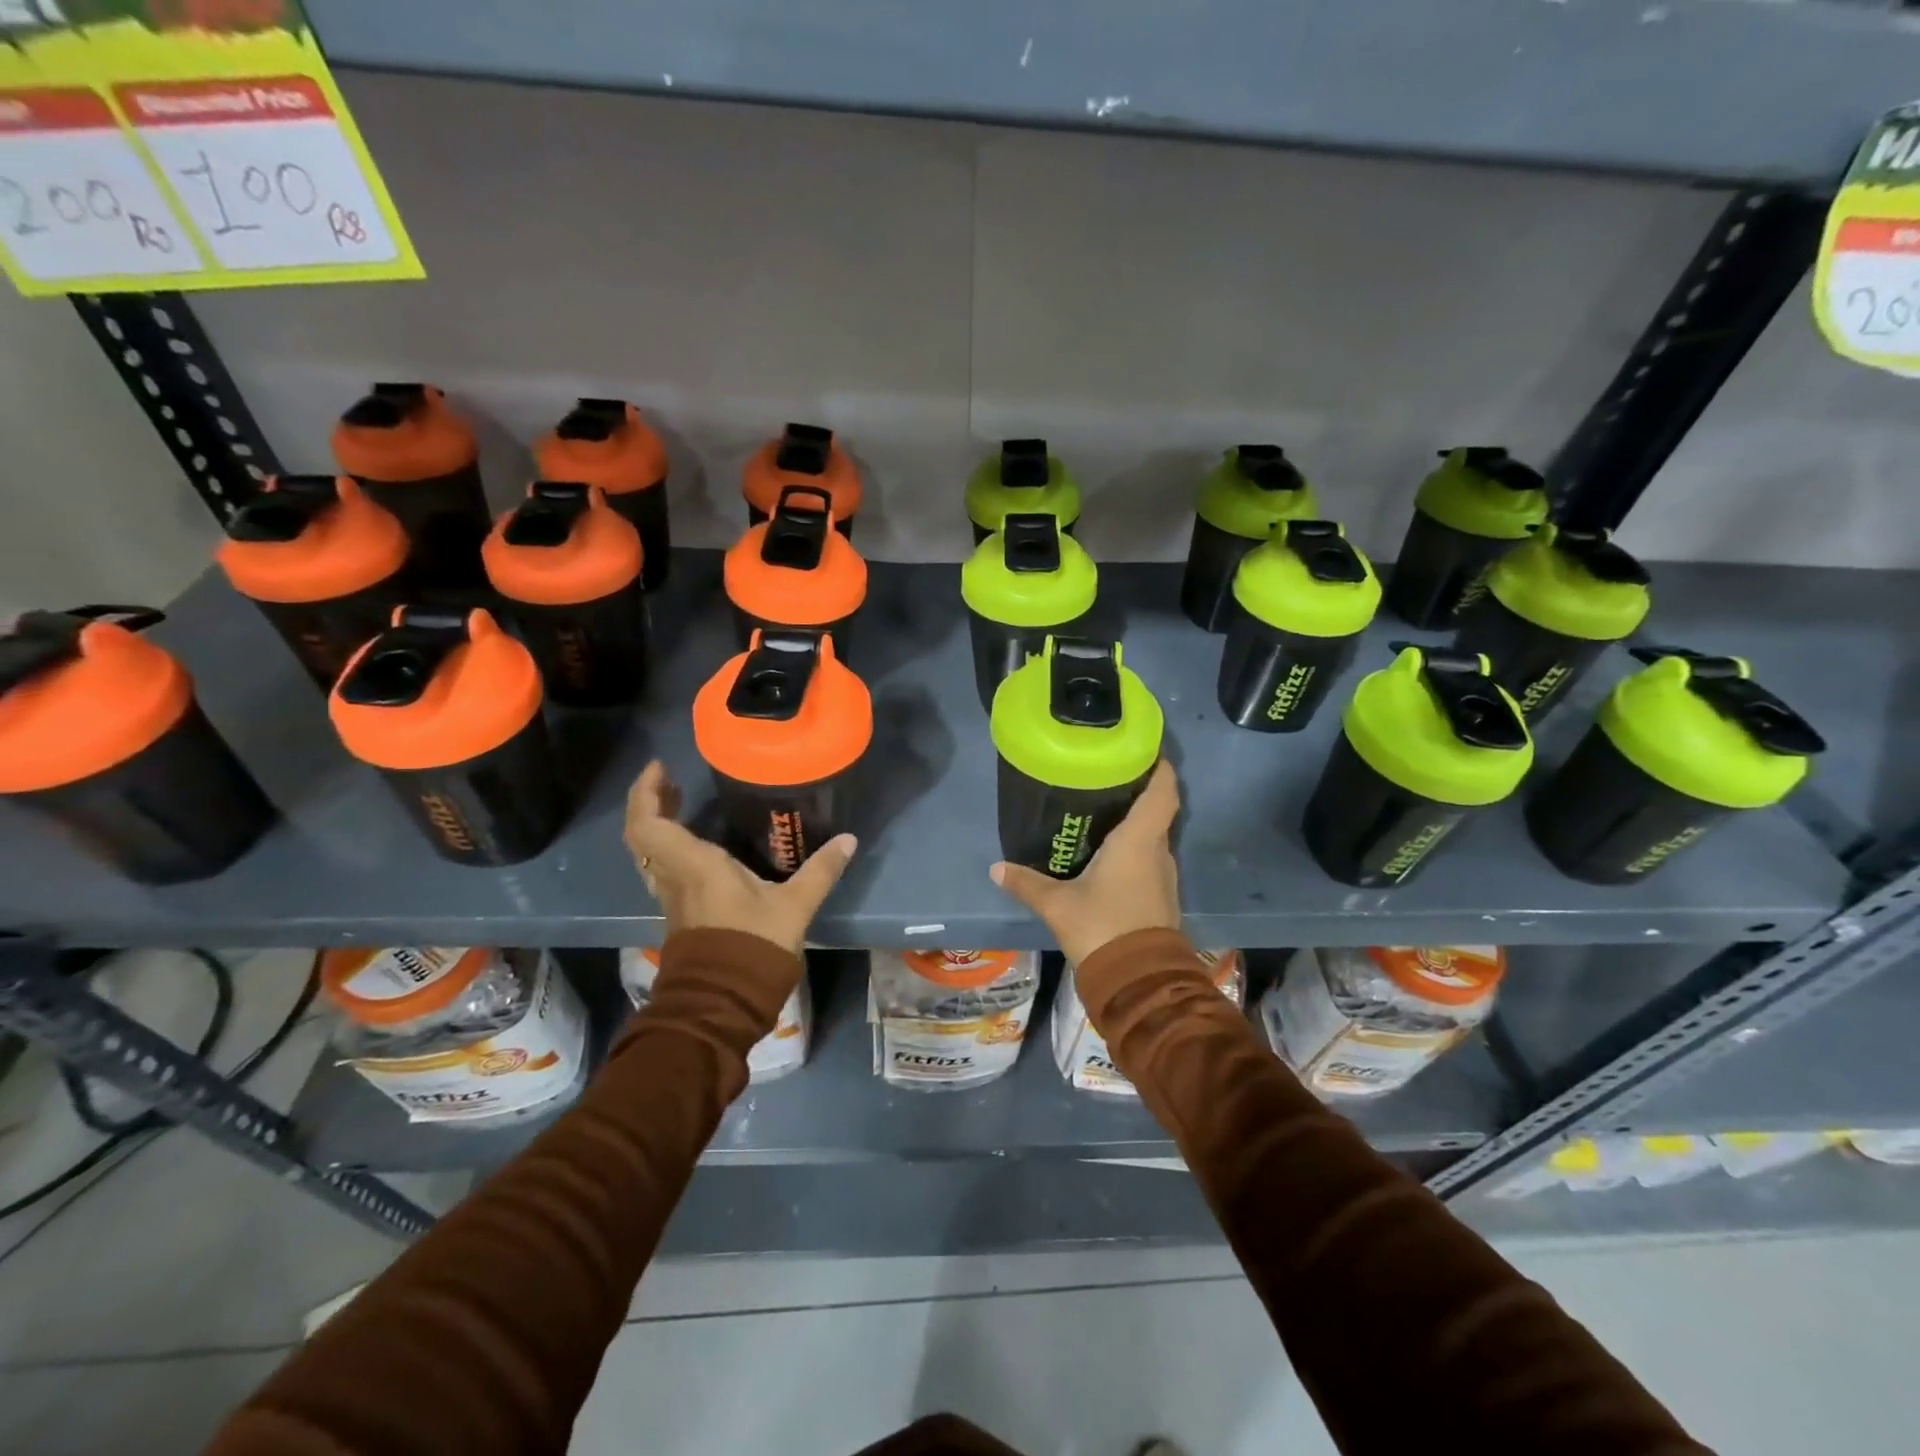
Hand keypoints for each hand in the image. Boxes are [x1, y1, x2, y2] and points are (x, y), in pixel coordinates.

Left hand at [624, 761, 856, 957]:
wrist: (724, 1003)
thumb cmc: (753, 947)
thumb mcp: (794, 906)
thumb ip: (821, 871)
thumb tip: (849, 840)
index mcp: (694, 866)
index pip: (648, 824)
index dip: (644, 792)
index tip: (660, 767)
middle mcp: (674, 877)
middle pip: (642, 834)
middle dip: (650, 803)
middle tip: (672, 780)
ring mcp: (672, 897)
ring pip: (649, 853)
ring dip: (657, 825)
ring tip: (680, 803)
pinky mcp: (679, 913)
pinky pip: (662, 868)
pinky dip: (669, 847)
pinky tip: (697, 844)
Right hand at [988, 759, 1181, 964]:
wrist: (1138, 981)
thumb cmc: (1102, 927)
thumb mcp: (1057, 904)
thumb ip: (1026, 883)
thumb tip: (996, 868)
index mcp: (1139, 841)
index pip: (1163, 791)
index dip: (1159, 767)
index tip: (1143, 750)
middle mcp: (1158, 852)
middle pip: (1156, 811)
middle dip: (1136, 793)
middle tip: (1104, 780)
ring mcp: (1163, 877)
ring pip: (1153, 838)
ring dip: (1134, 825)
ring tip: (1101, 814)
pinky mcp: (1161, 898)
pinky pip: (1149, 861)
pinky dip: (1133, 851)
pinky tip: (1106, 856)